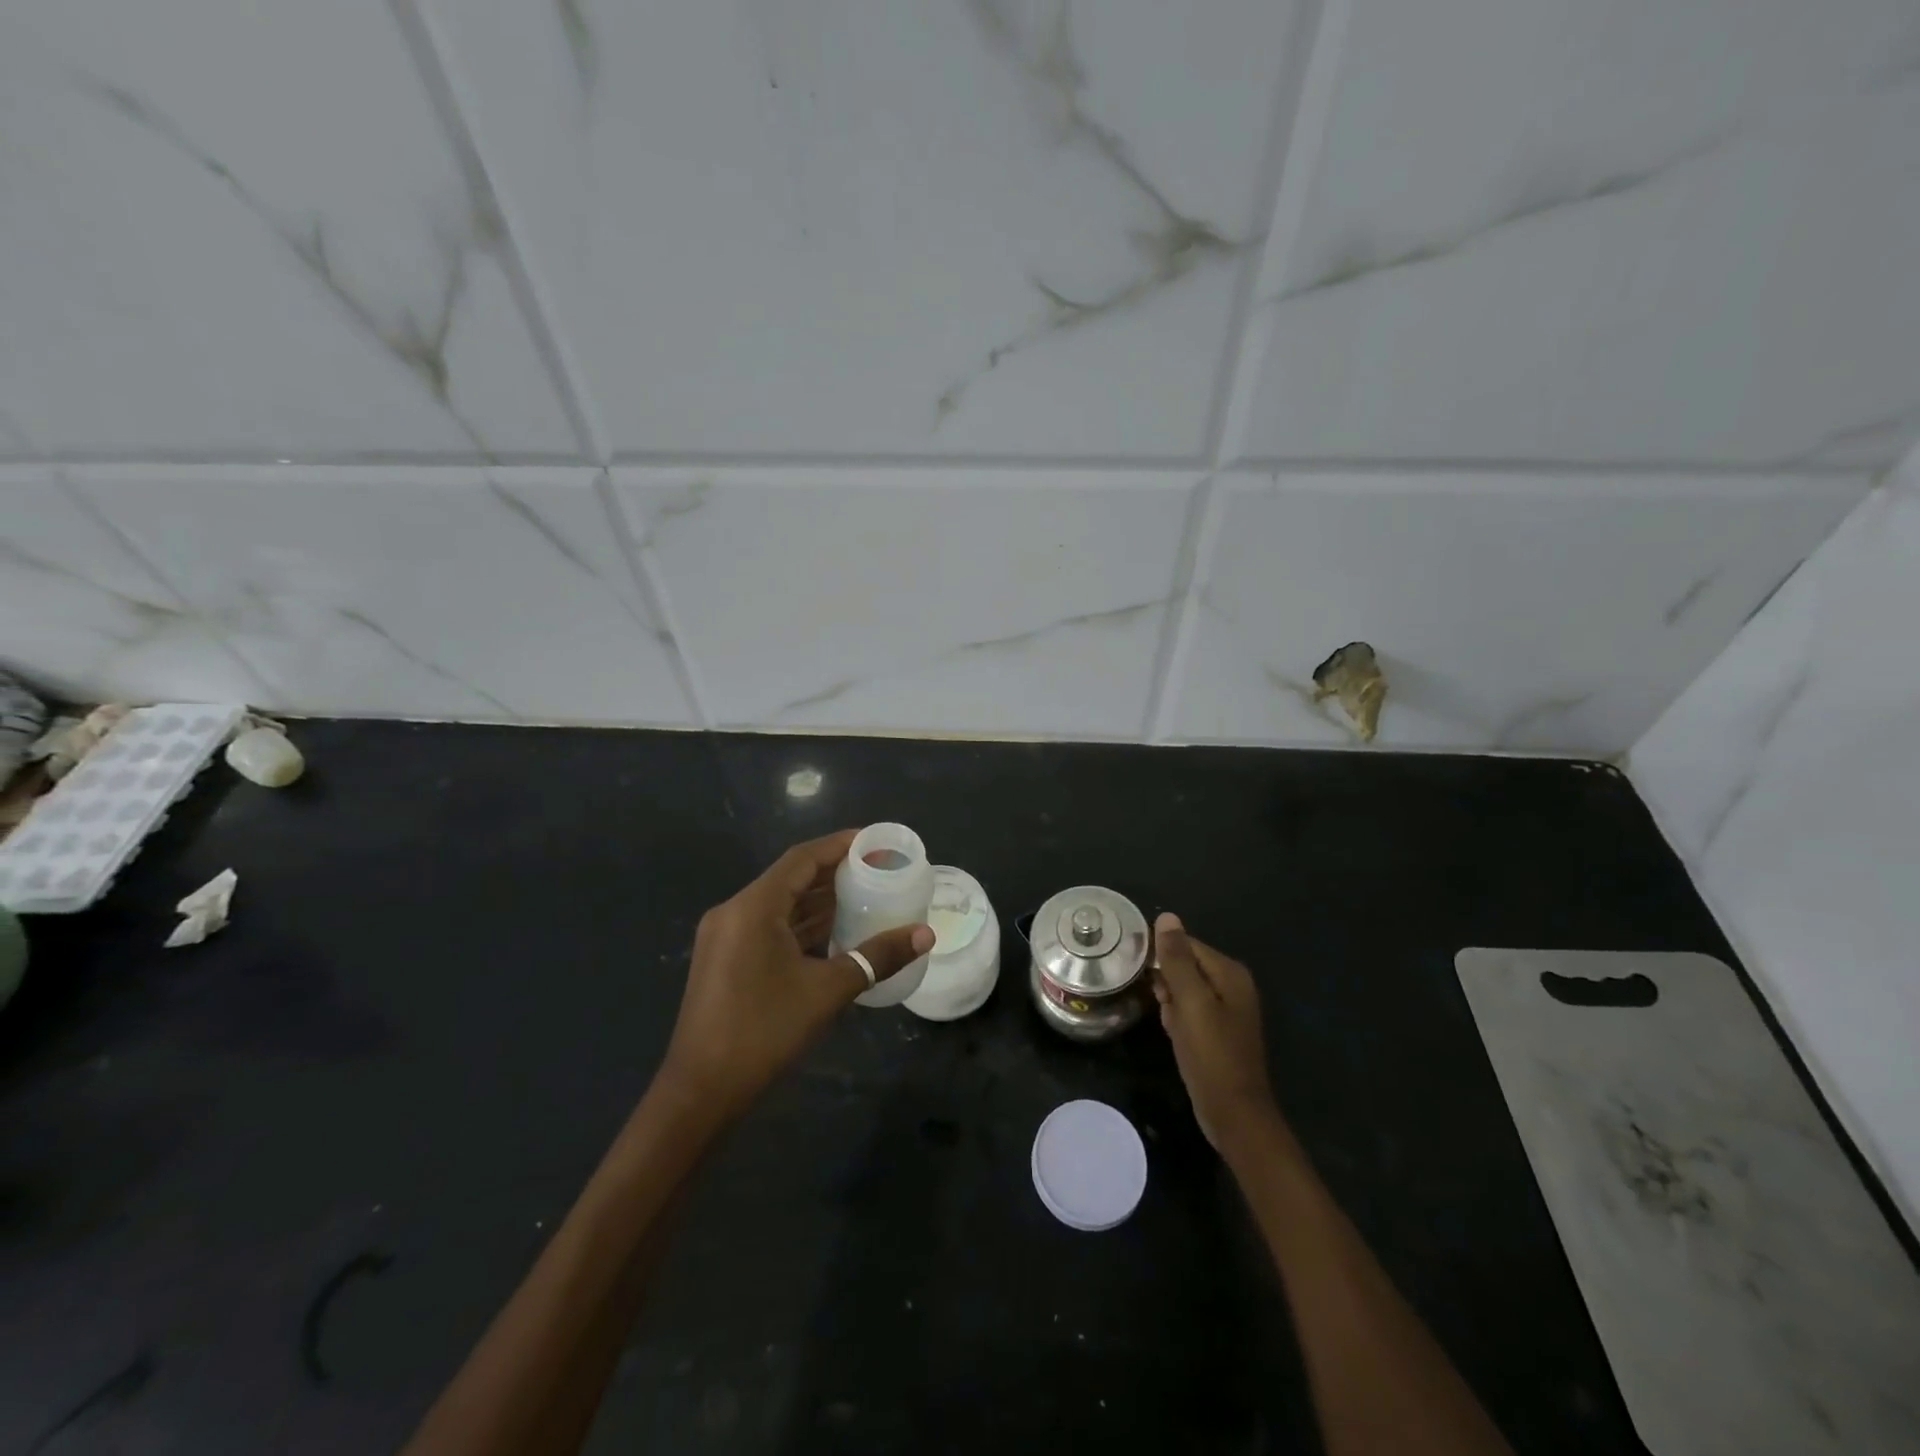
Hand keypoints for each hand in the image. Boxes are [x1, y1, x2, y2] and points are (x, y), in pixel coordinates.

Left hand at [657, 830, 932, 1125]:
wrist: (700, 1092)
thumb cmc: (763, 1032)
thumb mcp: (827, 991)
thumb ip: (876, 957)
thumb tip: (925, 934)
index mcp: (753, 907)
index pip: (802, 858)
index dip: (840, 845)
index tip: (876, 842)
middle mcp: (735, 911)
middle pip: (791, 878)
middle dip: (835, 871)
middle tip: (879, 869)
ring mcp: (726, 937)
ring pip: (780, 904)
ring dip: (819, 899)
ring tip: (865, 894)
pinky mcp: (726, 959)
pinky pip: (770, 926)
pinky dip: (802, 924)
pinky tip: (835, 930)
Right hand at [1151, 913, 1277, 1150]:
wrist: (1233, 1114)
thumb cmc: (1212, 1055)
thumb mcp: (1191, 1002)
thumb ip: (1178, 959)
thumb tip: (1166, 916)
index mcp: (1229, 973)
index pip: (1186, 944)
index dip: (1161, 955)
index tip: (1138, 968)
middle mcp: (1231, 985)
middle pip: (1185, 965)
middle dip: (1165, 981)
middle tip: (1159, 1003)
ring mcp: (1225, 1009)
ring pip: (1183, 989)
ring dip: (1169, 1001)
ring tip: (1167, 1020)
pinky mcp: (1216, 1030)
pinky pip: (1189, 1010)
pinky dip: (1177, 1018)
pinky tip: (1173, 1032)